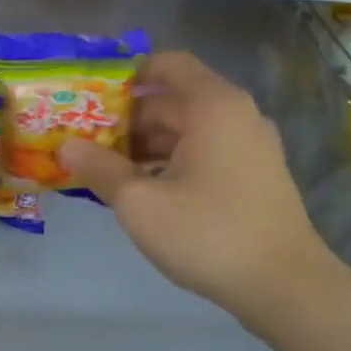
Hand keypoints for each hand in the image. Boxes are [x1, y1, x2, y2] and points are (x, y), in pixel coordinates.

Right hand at [59, 51, 340, 329]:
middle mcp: (236, 116)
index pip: (167, 64)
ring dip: (145, 145)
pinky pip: (203, 152)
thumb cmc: (209, 233)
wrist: (285, 287)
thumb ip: (99, 169)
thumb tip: (64, 146)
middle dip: (126, 119)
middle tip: (84, 141)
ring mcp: (249, 146)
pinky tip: (141, 190)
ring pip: (186, 130)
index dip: (127, 76)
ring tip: (104, 169)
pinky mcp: (253, 175)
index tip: (91, 98)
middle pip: (172, 100)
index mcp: (213, 106)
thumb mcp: (140, 202)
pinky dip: (170, 161)